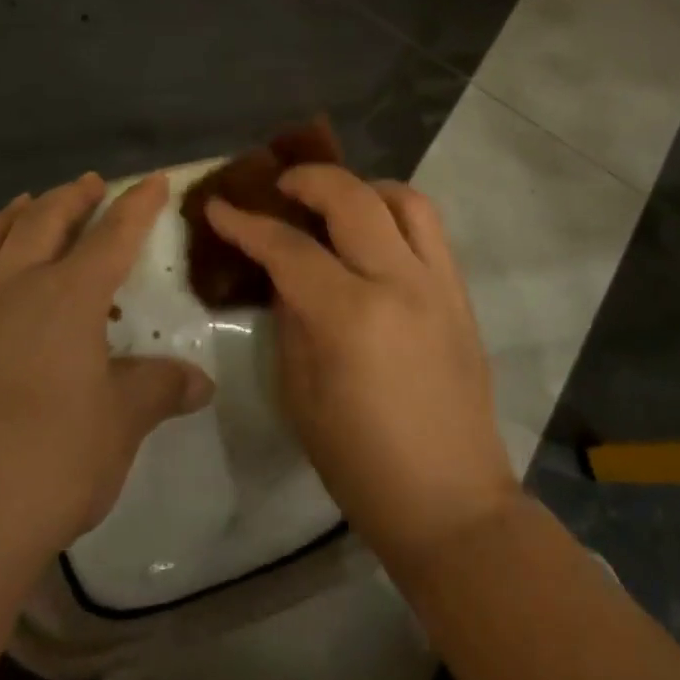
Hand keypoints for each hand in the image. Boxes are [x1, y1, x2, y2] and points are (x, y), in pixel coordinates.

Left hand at [0, 173, 213, 568]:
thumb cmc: (53, 464)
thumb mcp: (123, 424)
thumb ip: (160, 390)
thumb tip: (202, 383)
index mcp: (68, 299)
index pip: (114, 237)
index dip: (137, 205)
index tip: (154, 180)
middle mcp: (10, 291)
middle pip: (42, 225)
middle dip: (69, 199)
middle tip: (86, 185)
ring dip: (3, 220)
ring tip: (21, 202)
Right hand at [207, 167, 517, 572]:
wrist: (450, 500)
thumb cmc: (360, 461)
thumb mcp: (300, 392)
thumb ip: (290, 319)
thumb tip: (285, 274)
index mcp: (349, 316)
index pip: (288, 249)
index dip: (246, 223)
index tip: (218, 206)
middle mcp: (399, 282)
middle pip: (352, 198)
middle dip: (308, 179)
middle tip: (280, 186)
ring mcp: (438, 283)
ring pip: (404, 199)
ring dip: (363, 187)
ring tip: (335, 203)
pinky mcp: (461, 293)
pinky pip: (430, 229)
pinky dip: (396, 212)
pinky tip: (374, 235)